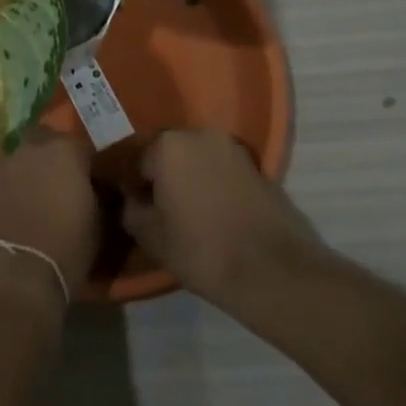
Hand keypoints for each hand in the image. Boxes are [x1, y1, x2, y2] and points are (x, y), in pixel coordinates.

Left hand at [0, 128, 99, 303]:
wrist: (14, 276)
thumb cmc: (66, 249)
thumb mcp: (99, 224)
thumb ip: (98, 196)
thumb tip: (96, 190)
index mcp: (65, 151)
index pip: (80, 146)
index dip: (85, 165)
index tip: (89, 183)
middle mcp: (32, 148)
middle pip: (44, 141)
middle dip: (51, 156)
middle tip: (58, 183)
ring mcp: (2, 164)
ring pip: (19, 158)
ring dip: (27, 171)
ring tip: (32, 198)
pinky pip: (0, 178)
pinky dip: (7, 188)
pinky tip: (12, 210)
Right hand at [122, 129, 326, 309]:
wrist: (274, 271)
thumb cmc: (203, 250)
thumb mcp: (151, 237)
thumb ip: (131, 210)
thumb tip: (131, 198)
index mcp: (167, 145)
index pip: (137, 161)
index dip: (134, 187)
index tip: (137, 210)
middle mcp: (198, 134)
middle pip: (168, 154)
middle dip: (163, 177)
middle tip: (161, 211)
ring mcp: (231, 147)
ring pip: (197, 160)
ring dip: (190, 179)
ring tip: (190, 214)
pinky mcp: (257, 165)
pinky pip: (222, 170)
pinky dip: (214, 185)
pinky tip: (215, 214)